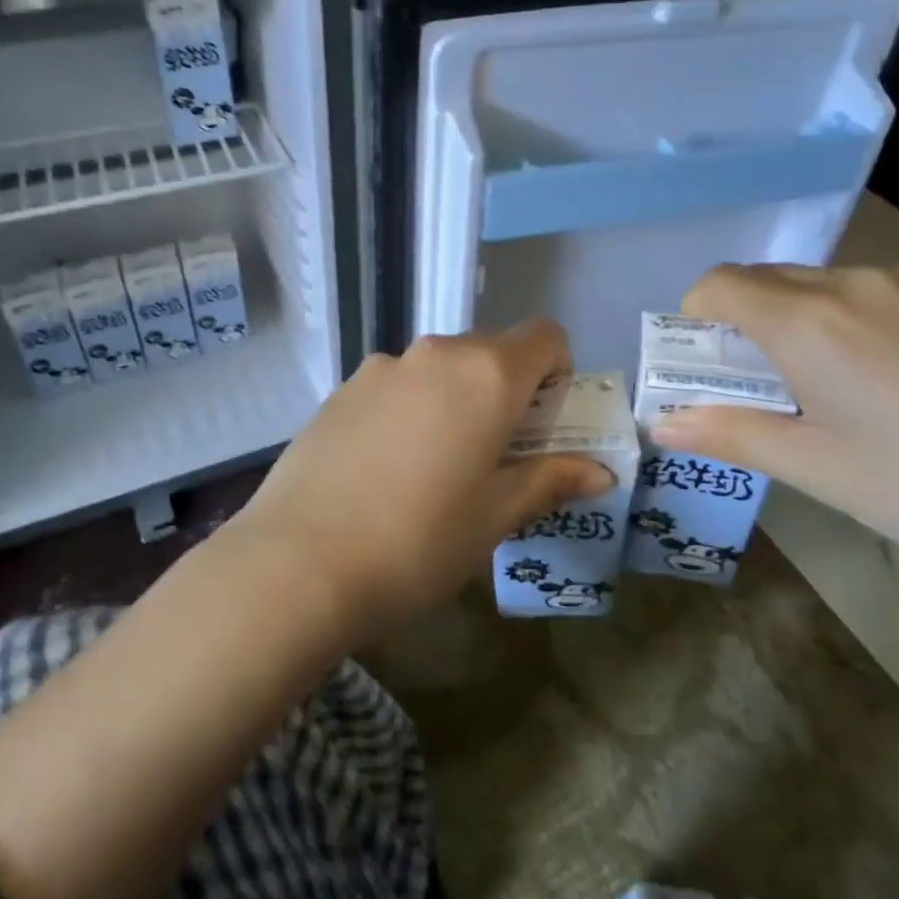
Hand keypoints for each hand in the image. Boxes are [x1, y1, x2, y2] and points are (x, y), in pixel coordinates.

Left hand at [237, 321, 614, 631]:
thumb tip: (600, 472)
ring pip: (441, 367)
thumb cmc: (418, 541)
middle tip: (497, 453)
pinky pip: (397, 384)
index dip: (558, 371)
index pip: (545, 336)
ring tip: (435, 466)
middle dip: (508, 389)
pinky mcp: (342, 388)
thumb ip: (550, 480)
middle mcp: (435, 354)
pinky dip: (411, 407)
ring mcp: (382, 366)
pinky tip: (385, 467)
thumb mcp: (494, 516)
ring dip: (456, 398)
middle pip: (491, 349)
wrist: (298, 563)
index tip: (544, 421)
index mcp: (486, 375)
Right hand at [652, 264, 898, 571]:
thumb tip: (661, 426)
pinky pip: (885, 288)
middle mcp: (854, 283)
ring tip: (853, 382)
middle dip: (752, 320)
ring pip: (829, 283)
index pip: (719, 284)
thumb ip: (730, 435)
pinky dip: (868, 316)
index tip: (713, 357)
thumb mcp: (815, 468)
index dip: (699, 313)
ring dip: (812, 318)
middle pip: (770, 280)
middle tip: (775, 380)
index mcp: (808, 323)